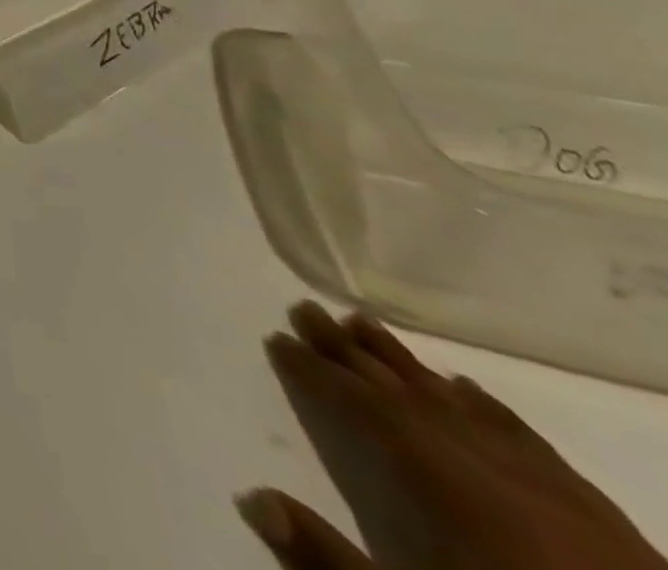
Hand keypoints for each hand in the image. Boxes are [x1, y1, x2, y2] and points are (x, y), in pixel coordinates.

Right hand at [237, 300, 665, 569]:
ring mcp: (547, 486)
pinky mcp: (600, 516)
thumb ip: (330, 560)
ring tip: (365, 323)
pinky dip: (485, 406)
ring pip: (459, 404)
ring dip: (405, 362)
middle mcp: (484, 466)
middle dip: (348, 350)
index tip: (277, 337)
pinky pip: (525, 438)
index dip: (313, 371)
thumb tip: (253, 497)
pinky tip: (466, 388)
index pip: (359, 408)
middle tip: (306, 308)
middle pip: (403, 393)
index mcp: (439, 484)